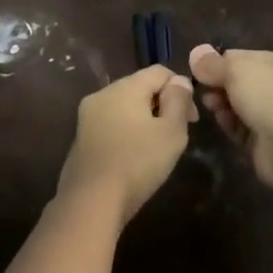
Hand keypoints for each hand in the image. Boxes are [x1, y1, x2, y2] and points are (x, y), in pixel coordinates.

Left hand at [54, 65, 196, 223]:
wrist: (91, 201)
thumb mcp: (171, 132)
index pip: (159, 71)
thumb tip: (178, 81)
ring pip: (124, 106)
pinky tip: (134, 156)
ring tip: (158, 146)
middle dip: (162, 104)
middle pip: (140, 87)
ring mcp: (87, 116)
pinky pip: (110, 124)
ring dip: (144, 118)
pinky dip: (127, 131)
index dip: (181, 88)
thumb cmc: (138, 163)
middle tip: (177, 133)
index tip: (192, 118)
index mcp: (125, 87)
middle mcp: (102, 94)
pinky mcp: (80, 138)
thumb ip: (178, 101)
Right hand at [187, 44, 272, 187]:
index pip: (245, 57)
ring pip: (240, 105)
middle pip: (241, 81)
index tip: (201, 70)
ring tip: (209, 106)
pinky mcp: (266, 139)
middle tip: (203, 90)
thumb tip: (196, 53)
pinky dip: (230, 123)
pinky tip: (220, 122)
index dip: (221, 62)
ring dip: (222, 104)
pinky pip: (242, 127)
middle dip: (220, 84)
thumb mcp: (236, 70)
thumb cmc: (268, 98)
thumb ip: (213, 64)